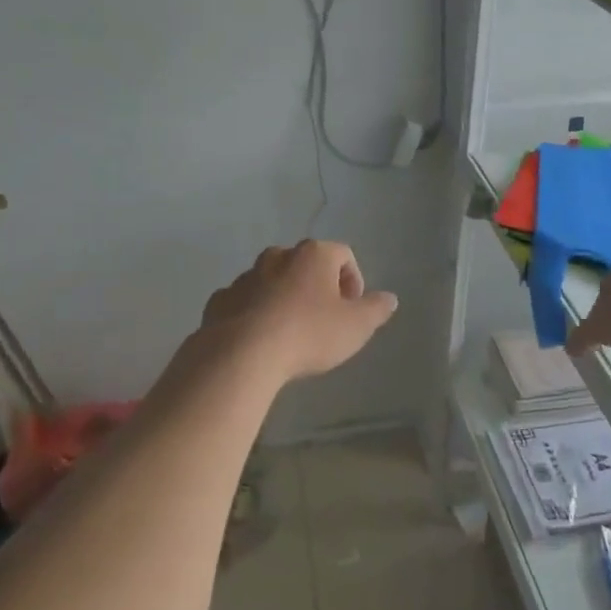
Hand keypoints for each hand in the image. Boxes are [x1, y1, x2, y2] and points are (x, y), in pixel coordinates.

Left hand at [201, 240, 397, 383]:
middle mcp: (278, 256)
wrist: (242, 355)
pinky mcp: (220, 301)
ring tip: (291, 332)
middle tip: (324, 319)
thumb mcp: (356, 326)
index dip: (353, 280)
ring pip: (272, 281)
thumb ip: (376, 309)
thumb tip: (390, 298)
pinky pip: (244, 302)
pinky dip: (255, 313)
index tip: (352, 309)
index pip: (343, 254)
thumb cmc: (309, 334)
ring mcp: (245, 277)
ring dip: (284, 298)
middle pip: (305, 264)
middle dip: (317, 286)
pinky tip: (261, 340)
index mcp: (313, 255)